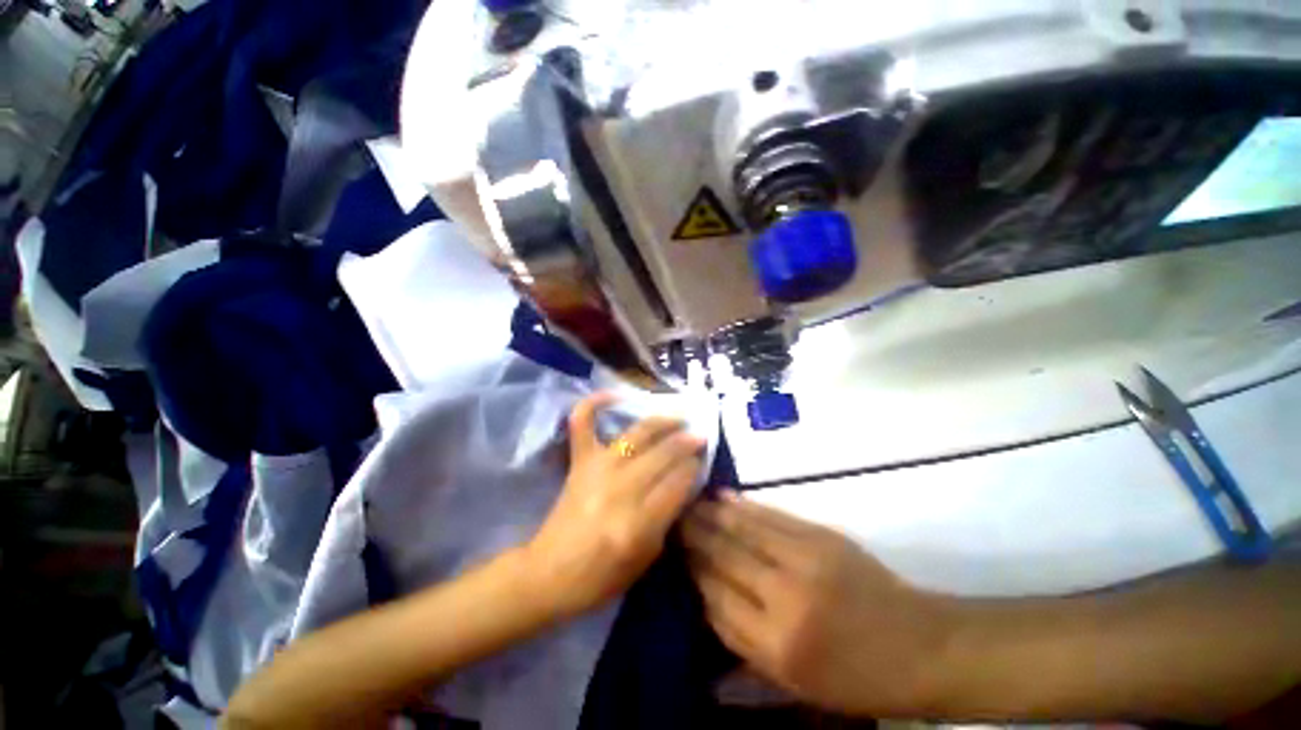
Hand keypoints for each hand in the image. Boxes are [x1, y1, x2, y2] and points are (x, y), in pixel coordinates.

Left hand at [525, 392, 704, 618]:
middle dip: (686, 442)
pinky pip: (582, 424)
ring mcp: (597, 470)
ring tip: (678, 416)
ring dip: (661, 422)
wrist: (548, 574)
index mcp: (638, 524)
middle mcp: (620, 490)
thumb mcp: (646, 559)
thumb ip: (666, 519)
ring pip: (636, 435)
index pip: (677, 484)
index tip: (703, 459)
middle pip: (662, 456)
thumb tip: (682, 483)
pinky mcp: (579, 462)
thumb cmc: (601, 577)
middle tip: (700, 435)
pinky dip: (594, 404)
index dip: (694, 468)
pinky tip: (613, 394)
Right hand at [682, 492, 952, 716]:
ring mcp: (806, 561)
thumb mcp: (794, 683)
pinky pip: (772, 517)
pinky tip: (725, 497)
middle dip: (695, 535)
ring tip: (690, 500)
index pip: (716, 600)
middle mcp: (785, 599)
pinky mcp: (822, 538)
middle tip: (672, 516)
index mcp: (777, 647)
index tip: (674, 551)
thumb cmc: (853, 677)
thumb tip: (705, 598)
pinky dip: (745, 506)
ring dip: (713, 514)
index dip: (692, 572)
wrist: (918, 645)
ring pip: (744, 530)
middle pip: (725, 558)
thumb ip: (743, 642)